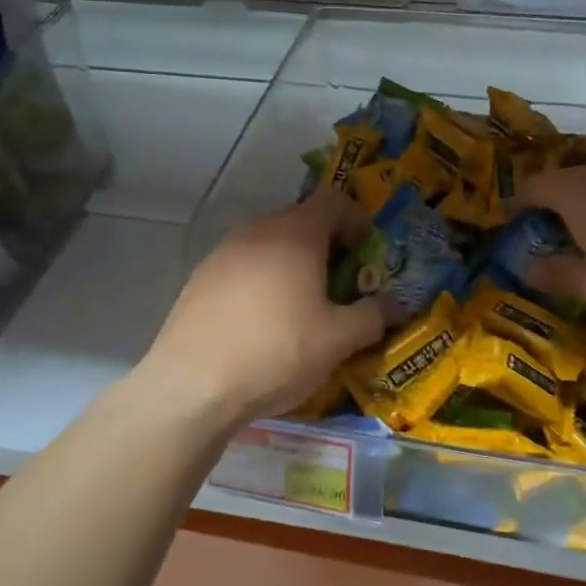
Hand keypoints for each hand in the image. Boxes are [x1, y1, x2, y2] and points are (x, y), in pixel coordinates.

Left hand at [144, 189, 383, 424]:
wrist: (191, 386)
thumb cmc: (276, 352)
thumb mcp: (338, 340)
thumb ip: (373, 316)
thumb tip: (394, 305)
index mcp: (295, 234)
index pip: (333, 200)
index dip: (356, 219)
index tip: (366, 252)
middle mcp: (257, 231)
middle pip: (301, 221)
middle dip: (327, 246)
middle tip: (340, 285)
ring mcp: (223, 252)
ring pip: (270, 245)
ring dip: (293, 265)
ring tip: (302, 307)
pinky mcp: (200, 278)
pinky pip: (244, 266)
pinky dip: (263, 281)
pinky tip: (262, 322)